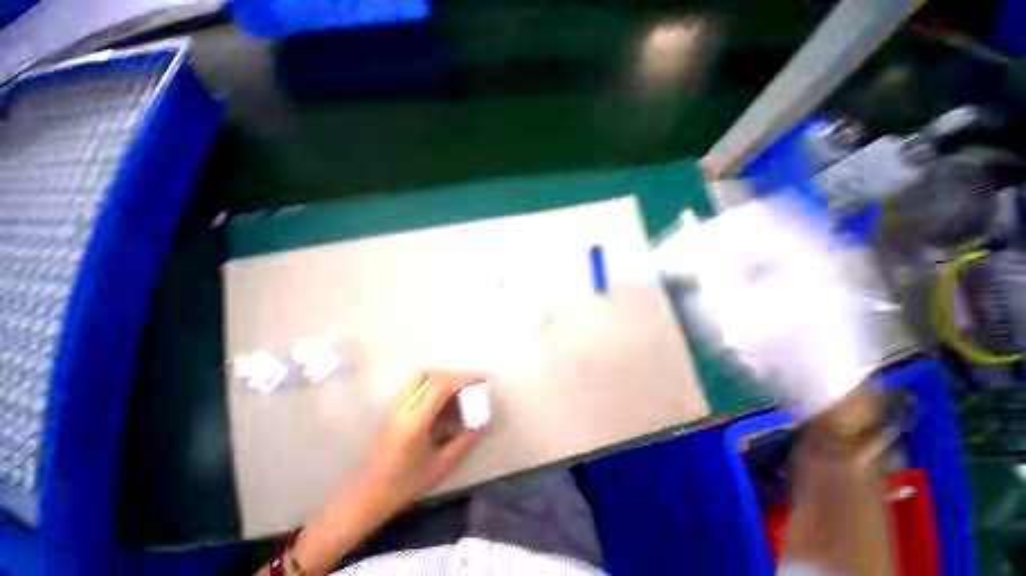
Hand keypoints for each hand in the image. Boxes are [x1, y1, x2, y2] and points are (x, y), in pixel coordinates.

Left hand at [290, 372, 488, 573]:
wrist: (370, 494)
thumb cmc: (406, 483)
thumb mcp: (441, 465)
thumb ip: (466, 440)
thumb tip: (487, 422)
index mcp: (416, 422)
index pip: (441, 387)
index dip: (463, 379)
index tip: (481, 378)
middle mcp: (405, 408)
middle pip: (433, 377)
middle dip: (457, 376)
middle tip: (475, 382)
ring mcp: (397, 406)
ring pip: (423, 377)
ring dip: (444, 376)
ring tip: (461, 387)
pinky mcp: (395, 409)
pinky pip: (416, 385)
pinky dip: (434, 382)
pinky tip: (443, 397)